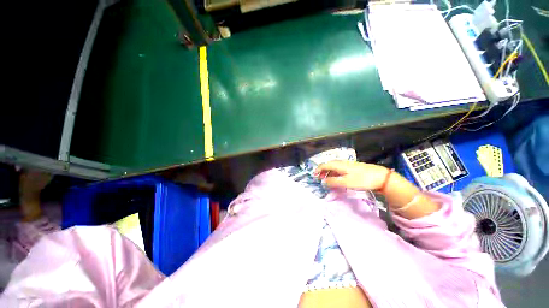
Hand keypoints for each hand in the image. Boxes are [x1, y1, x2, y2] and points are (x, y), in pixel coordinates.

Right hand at [314, 161, 388, 190]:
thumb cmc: (362, 180)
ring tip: (326, 179)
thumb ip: (333, 182)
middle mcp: (342, 163)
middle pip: (328, 165)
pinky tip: (336, 178)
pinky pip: (339, 169)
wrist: (380, 177)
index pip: (324, 165)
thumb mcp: (346, 182)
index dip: (318, 170)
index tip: (314, 176)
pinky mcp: (352, 168)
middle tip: (319, 178)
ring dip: (328, 172)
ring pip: (334, 167)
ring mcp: (347, 165)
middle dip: (322, 171)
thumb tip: (323, 182)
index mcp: (339, 165)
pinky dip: (334, 173)